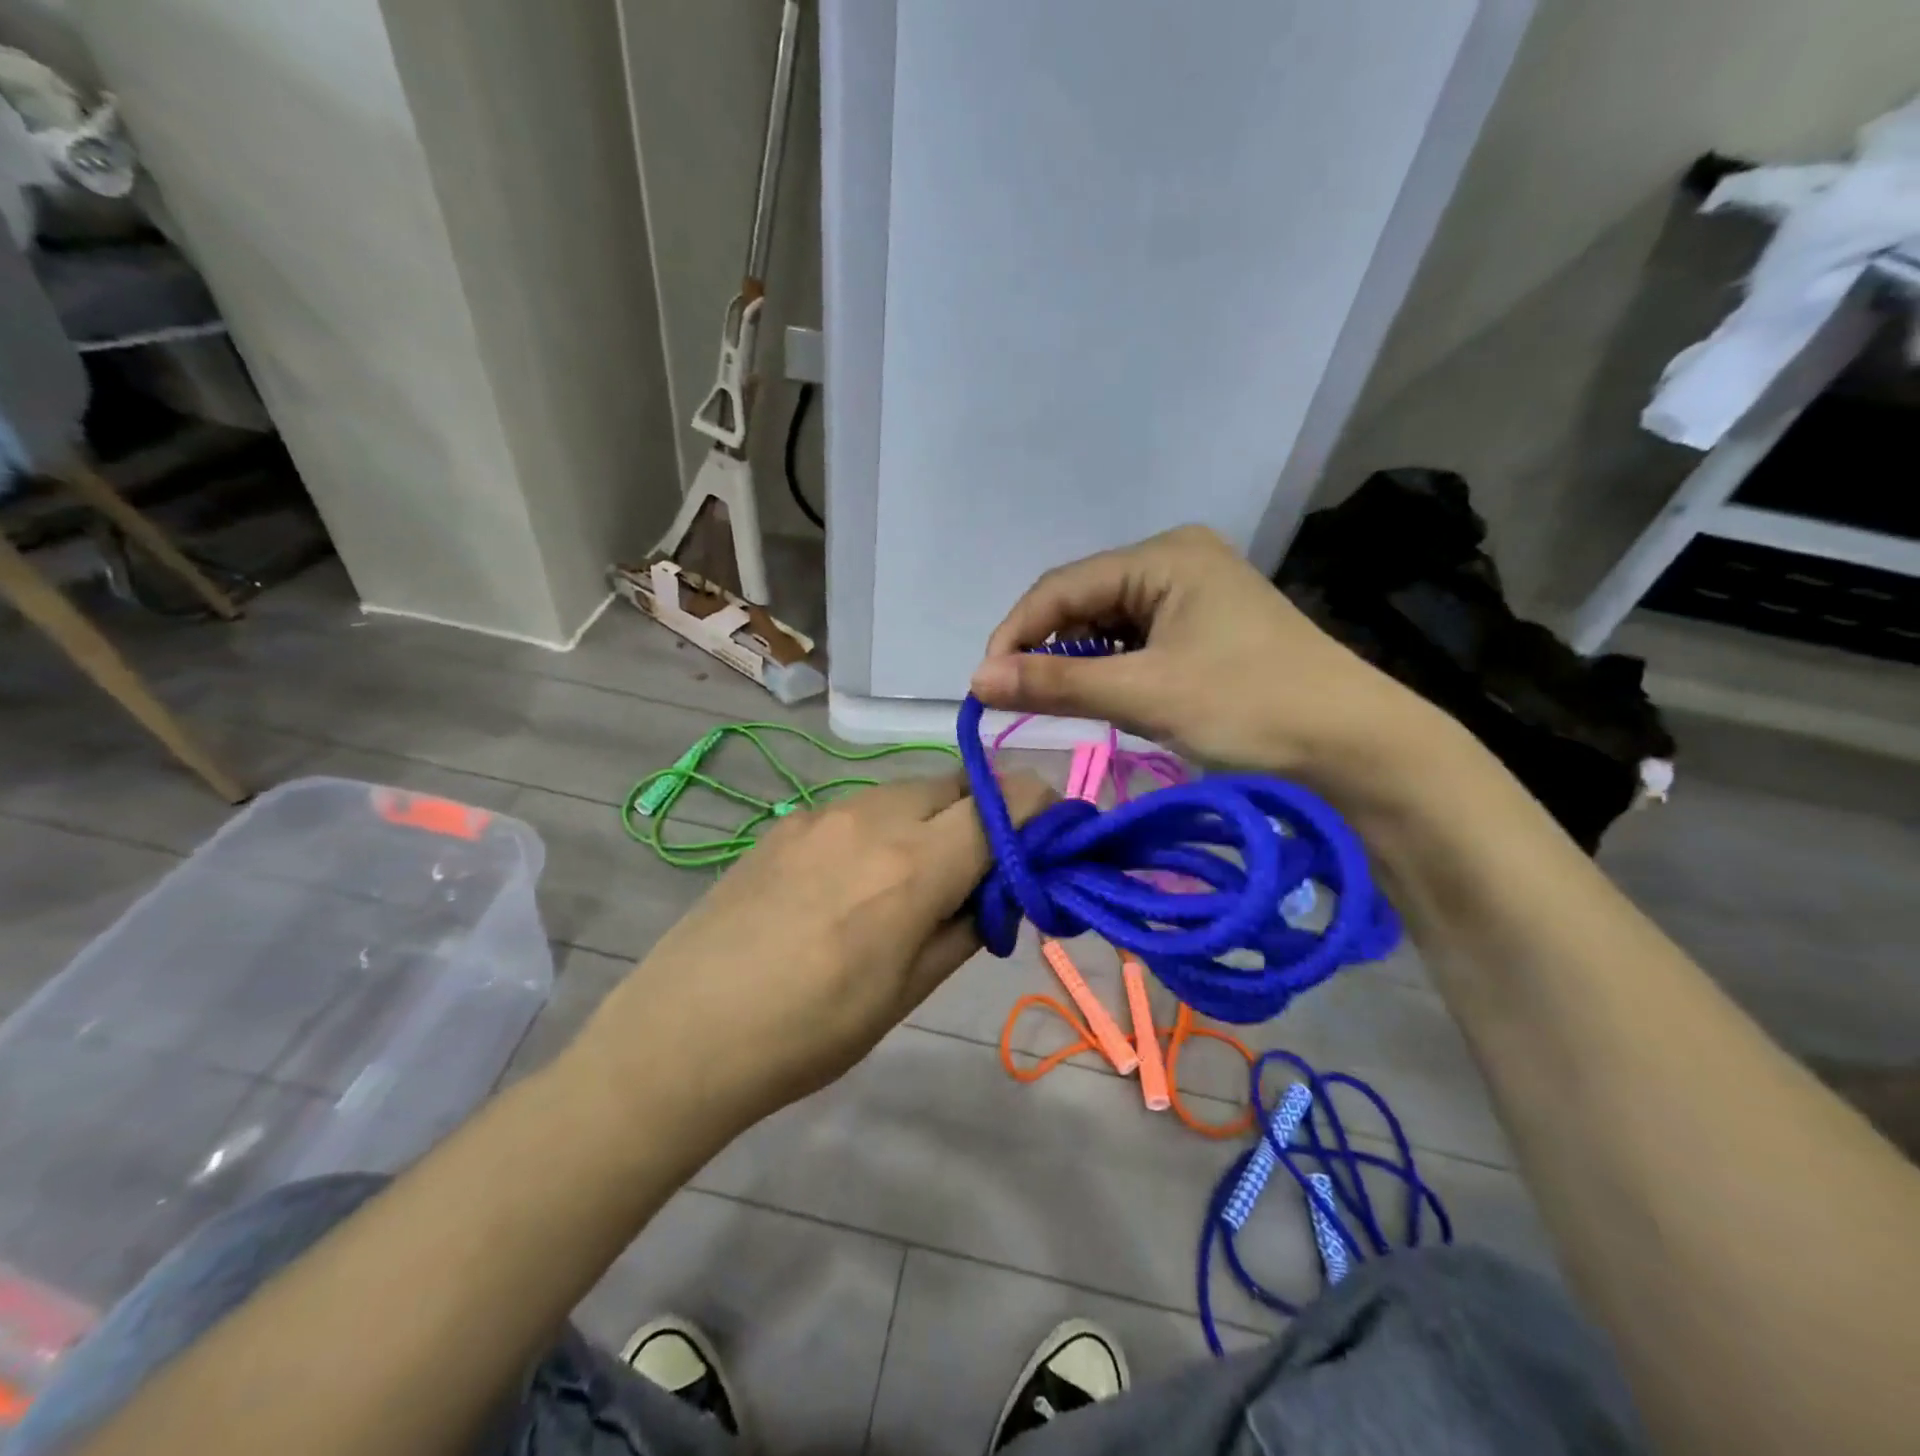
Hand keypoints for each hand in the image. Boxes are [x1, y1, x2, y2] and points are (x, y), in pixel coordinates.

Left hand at [571, 773, 1053, 1131]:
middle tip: (982, 867)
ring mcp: (824, 812)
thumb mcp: (908, 992)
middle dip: (987, 813)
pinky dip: (884, 826)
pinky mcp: (787, 822)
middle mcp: (874, 817)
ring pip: (908, 790)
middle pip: (958, 784)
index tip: (1049, 839)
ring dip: (934, 818)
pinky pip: (859, 806)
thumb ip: (967, 926)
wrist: (684, 1033)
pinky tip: (855, 879)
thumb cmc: (810, 1032)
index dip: (1040, 810)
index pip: (1006, 801)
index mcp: (915, 864)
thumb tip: (999, 889)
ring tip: (917, 876)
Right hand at [970, 525, 1446, 797]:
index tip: (983, 686)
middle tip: (1012, 699)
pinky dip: (1108, 671)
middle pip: (1083, 601)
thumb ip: (1057, 682)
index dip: (1015, 633)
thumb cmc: (1252, 708)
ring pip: (1107, 626)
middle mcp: (1176, 562)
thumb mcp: (1146, 694)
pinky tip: (1099, 696)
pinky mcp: (1204, 634)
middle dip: (1044, 648)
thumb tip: (975, 679)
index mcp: (1165, 554)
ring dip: (1075, 663)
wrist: (1357, 752)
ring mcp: (1193, 598)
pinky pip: (1135, 645)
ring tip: (1051, 701)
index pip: (1062, 586)